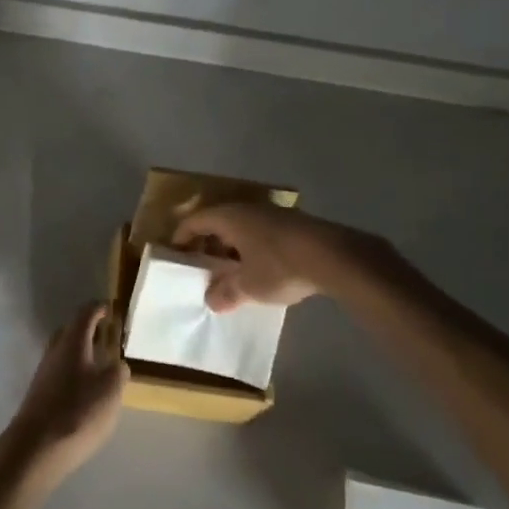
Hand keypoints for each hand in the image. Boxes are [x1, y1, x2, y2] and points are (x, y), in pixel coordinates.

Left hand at [6, 302, 128, 486]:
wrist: (35, 448)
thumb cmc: (78, 411)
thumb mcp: (111, 389)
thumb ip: (118, 370)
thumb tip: (116, 363)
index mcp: (73, 340)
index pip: (86, 312)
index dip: (100, 308)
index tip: (111, 308)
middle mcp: (55, 350)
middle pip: (72, 331)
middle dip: (89, 331)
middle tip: (107, 339)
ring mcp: (44, 372)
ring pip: (65, 353)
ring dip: (81, 355)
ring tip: (100, 369)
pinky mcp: (39, 394)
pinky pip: (60, 374)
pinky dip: (74, 374)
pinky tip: (84, 393)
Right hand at [173, 202, 348, 311]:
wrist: (332, 256)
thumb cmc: (279, 266)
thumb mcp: (248, 286)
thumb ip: (226, 292)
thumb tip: (211, 300)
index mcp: (228, 217)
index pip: (195, 221)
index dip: (182, 237)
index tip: (175, 254)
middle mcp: (246, 208)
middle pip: (218, 221)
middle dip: (208, 243)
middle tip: (202, 266)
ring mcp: (271, 213)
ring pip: (241, 227)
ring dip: (232, 246)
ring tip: (231, 271)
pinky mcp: (292, 223)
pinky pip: (260, 232)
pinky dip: (251, 247)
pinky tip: (260, 269)